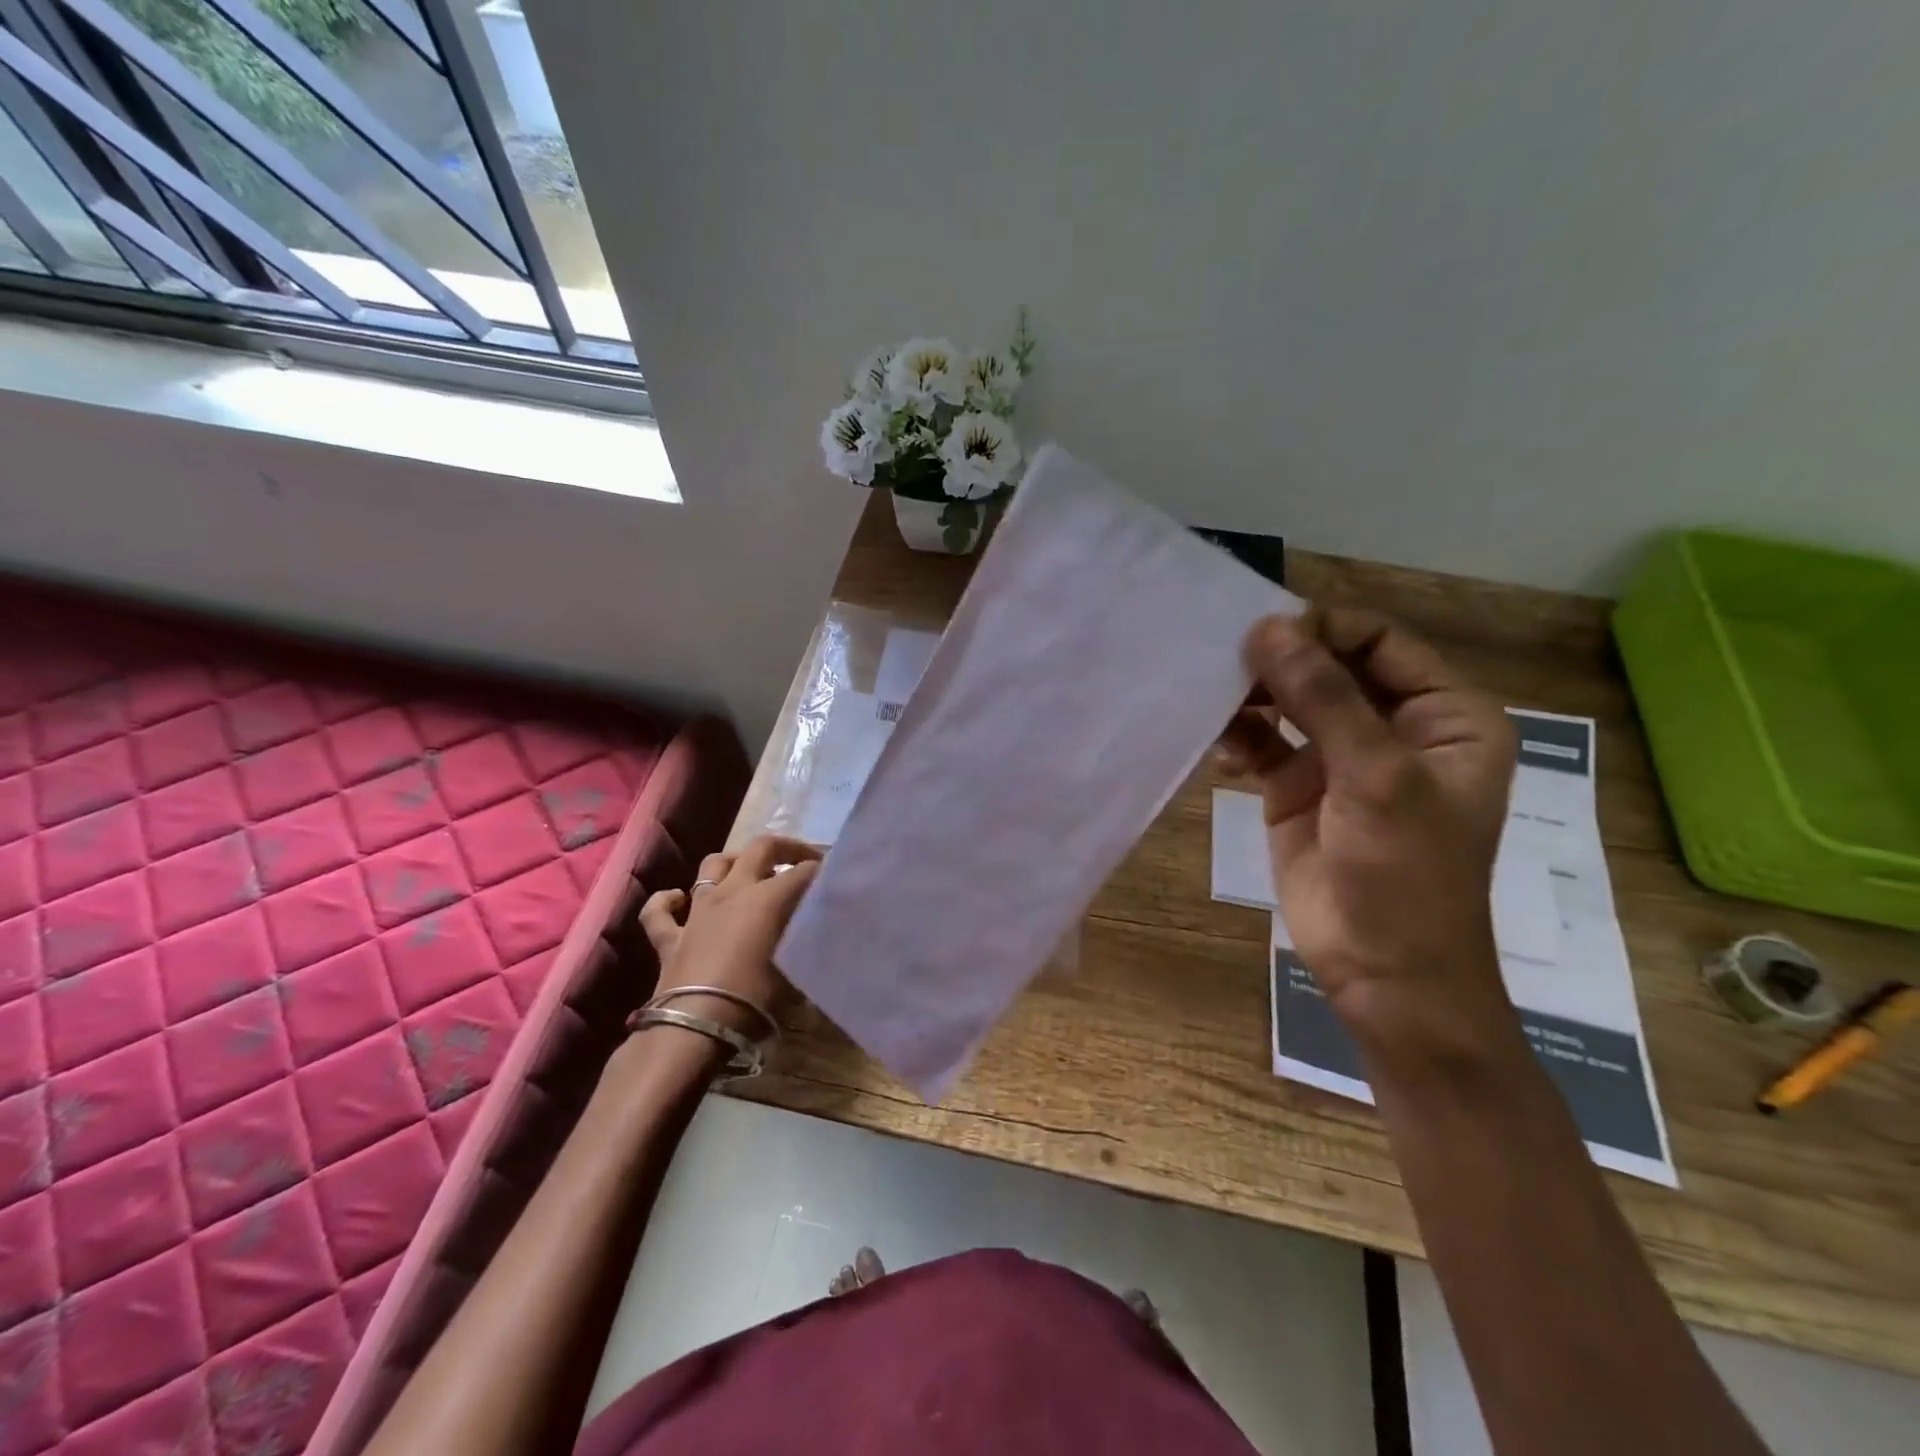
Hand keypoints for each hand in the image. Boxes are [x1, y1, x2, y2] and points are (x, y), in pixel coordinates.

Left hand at [638, 836, 821, 1036]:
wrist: (696, 1028)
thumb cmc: (756, 1000)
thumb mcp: (796, 970)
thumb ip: (807, 943)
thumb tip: (817, 934)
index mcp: (768, 897)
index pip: (804, 871)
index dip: (823, 870)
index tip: (837, 875)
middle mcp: (733, 891)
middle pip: (761, 848)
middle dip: (787, 848)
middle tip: (804, 860)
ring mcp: (698, 911)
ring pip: (713, 865)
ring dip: (733, 862)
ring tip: (748, 871)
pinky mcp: (669, 937)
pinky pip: (659, 911)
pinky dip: (668, 901)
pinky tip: (678, 898)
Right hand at [1221, 609, 1517, 1043]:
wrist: (1384, 973)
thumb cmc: (1406, 874)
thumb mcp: (1376, 776)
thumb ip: (1324, 697)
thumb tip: (1267, 628)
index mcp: (1444, 714)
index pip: (1379, 641)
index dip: (1323, 629)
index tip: (1263, 634)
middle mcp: (1394, 727)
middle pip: (1328, 666)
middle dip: (1279, 664)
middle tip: (1226, 665)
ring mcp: (1341, 758)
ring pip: (1289, 702)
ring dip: (1252, 699)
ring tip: (1216, 705)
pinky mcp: (1297, 788)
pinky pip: (1263, 743)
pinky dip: (1239, 740)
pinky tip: (1222, 756)